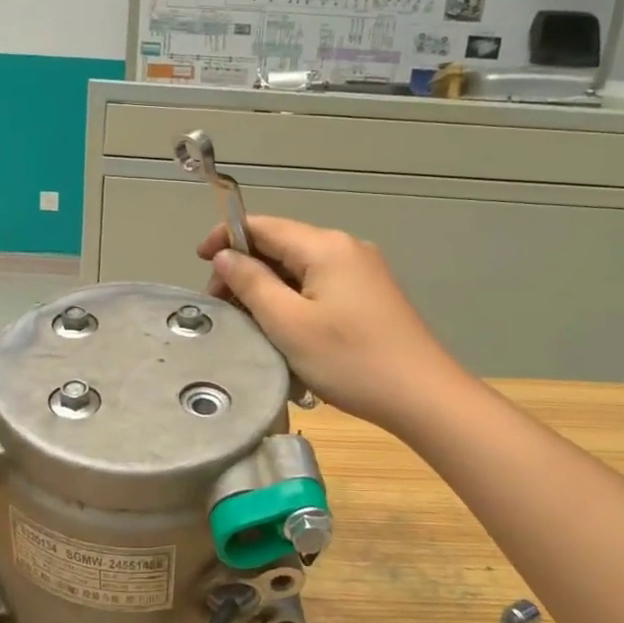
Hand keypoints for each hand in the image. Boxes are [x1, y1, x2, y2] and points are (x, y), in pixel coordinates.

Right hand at [198, 216, 454, 431]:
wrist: (423, 397)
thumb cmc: (350, 360)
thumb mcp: (288, 324)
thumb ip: (251, 283)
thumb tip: (226, 256)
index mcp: (325, 246)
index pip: (263, 225)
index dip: (226, 238)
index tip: (200, 264)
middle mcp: (345, 248)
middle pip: (281, 245)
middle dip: (245, 270)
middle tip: (222, 308)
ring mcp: (362, 272)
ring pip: (298, 269)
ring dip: (267, 290)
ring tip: (248, 325)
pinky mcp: (370, 296)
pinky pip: (318, 287)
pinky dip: (292, 302)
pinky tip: (284, 332)